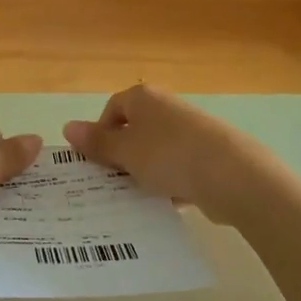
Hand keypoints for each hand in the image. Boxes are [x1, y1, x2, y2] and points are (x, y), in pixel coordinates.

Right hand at [64, 85, 268, 226]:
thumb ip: (98, 142)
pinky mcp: (210, 153)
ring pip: (157, 151)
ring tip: (138, 198)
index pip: (112, 109)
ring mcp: (192, 129)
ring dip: (146, 172)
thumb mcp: (126, 151)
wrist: (233, 174)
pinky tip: (168, 202)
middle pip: (135, 129)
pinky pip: (180, 166)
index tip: (96, 163)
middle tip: (112, 183)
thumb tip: (67, 127)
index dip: (100, 134)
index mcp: (144, 98)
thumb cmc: (169, 155)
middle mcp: (168, 107)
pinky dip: (171, 182)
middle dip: (123, 156)